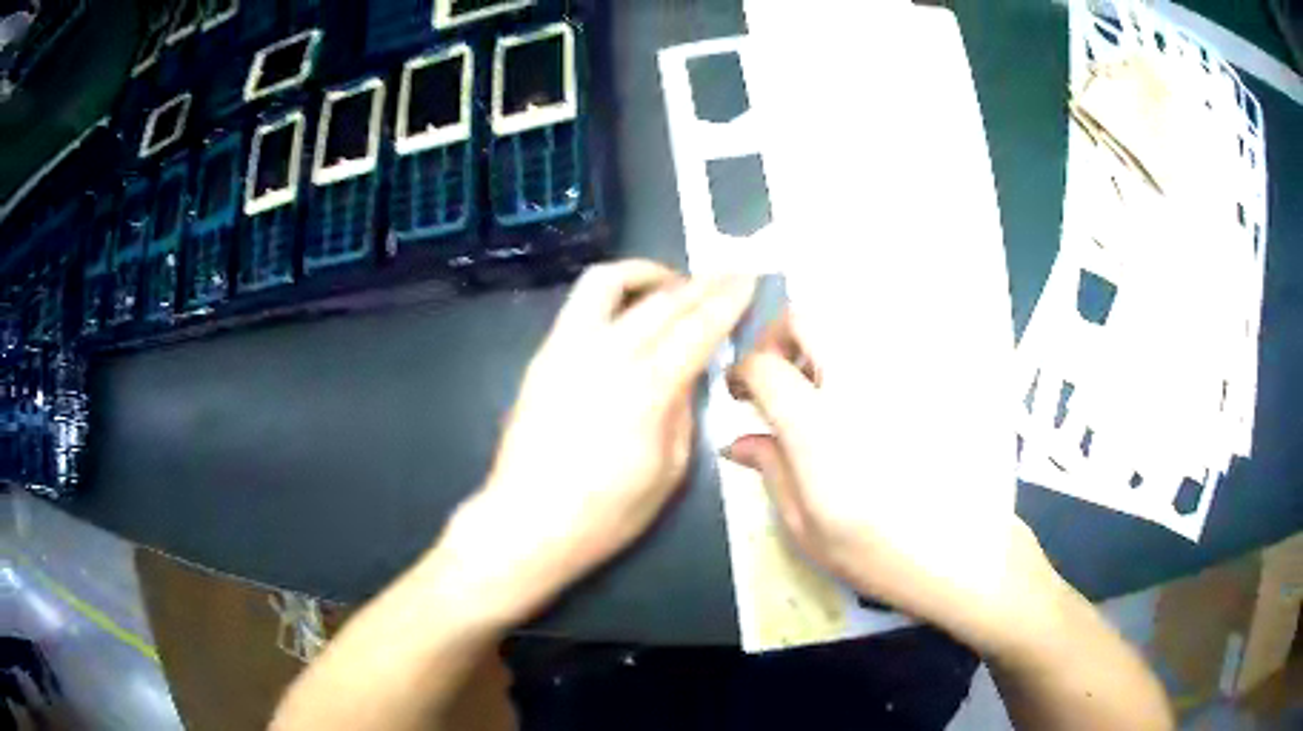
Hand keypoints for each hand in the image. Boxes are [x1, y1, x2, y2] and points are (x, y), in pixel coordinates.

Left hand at [434, 260, 755, 627]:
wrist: (528, 520)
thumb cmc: (606, 512)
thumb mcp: (669, 471)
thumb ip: (683, 412)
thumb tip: (687, 374)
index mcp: (646, 390)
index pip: (697, 329)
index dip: (727, 301)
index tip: (748, 279)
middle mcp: (607, 355)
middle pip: (662, 301)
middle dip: (701, 283)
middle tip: (726, 274)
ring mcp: (567, 349)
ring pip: (607, 283)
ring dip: (647, 273)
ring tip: (673, 284)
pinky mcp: (544, 355)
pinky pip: (581, 304)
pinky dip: (614, 292)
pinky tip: (630, 308)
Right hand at [724, 313, 1063, 656]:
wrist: (965, 552)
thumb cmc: (879, 553)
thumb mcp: (808, 528)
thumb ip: (771, 471)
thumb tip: (739, 441)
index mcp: (817, 424)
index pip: (764, 365)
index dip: (743, 373)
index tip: (741, 395)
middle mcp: (856, 383)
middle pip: (806, 317)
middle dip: (779, 336)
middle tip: (778, 375)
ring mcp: (897, 375)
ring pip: (847, 324)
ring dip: (820, 344)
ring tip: (820, 390)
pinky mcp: (928, 379)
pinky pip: (887, 345)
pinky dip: (860, 359)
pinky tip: (865, 401)